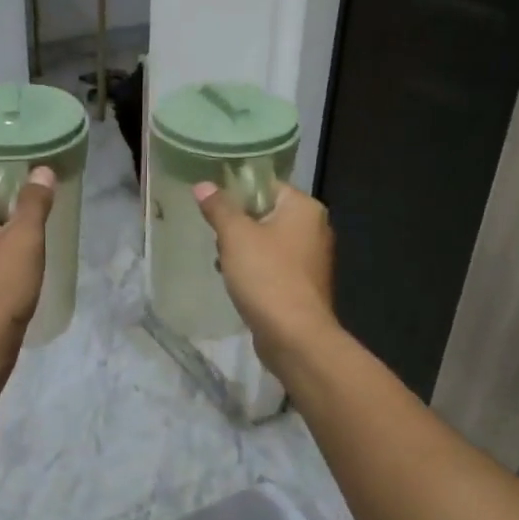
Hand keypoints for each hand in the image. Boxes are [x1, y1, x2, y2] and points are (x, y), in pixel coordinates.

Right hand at [194, 181, 337, 371]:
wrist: (294, 335)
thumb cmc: (266, 276)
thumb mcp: (235, 236)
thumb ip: (219, 207)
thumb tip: (203, 185)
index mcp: (305, 208)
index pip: (266, 186)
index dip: (237, 193)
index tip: (213, 209)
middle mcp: (315, 228)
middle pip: (266, 214)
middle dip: (237, 226)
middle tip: (218, 240)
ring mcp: (312, 259)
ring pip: (268, 242)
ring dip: (243, 251)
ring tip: (223, 264)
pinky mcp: (304, 285)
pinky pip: (274, 266)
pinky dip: (255, 271)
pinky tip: (237, 284)